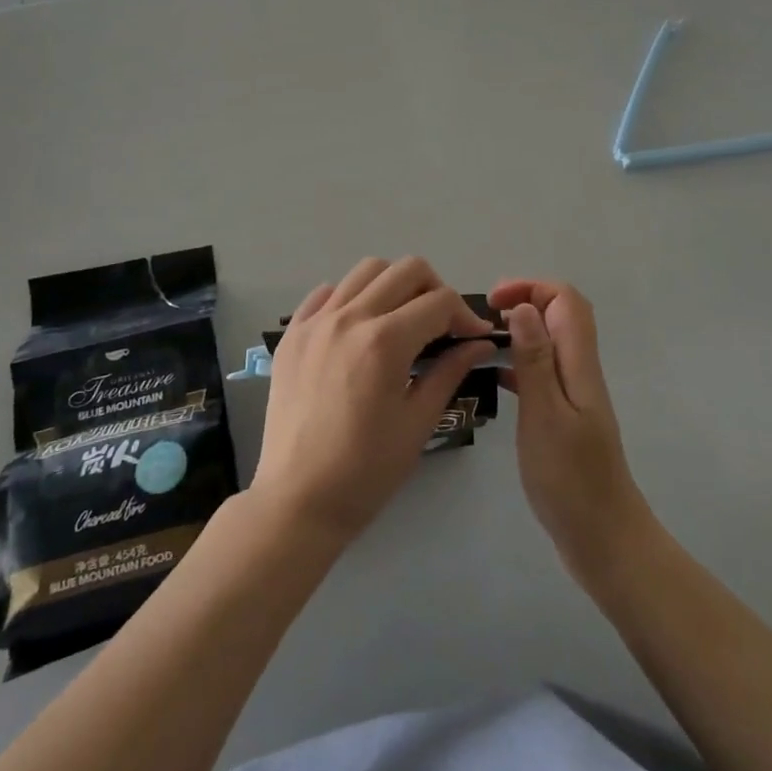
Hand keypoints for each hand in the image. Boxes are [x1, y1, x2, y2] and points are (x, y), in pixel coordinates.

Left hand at [252, 258, 494, 544]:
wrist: (297, 501)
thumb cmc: (366, 471)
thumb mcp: (418, 422)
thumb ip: (450, 371)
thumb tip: (480, 343)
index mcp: (385, 341)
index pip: (440, 302)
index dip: (466, 315)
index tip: (474, 338)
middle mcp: (349, 317)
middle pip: (406, 269)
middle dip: (435, 289)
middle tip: (441, 324)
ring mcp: (315, 321)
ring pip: (366, 270)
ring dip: (394, 285)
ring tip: (401, 319)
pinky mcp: (292, 333)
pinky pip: (326, 292)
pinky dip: (350, 297)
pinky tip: (359, 328)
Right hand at [491, 279, 651, 582]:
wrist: (603, 540)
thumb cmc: (571, 480)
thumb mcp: (545, 415)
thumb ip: (534, 359)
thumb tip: (522, 306)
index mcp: (579, 364)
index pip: (565, 300)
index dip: (530, 288)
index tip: (492, 303)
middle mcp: (580, 371)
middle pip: (561, 315)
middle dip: (525, 302)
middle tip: (485, 318)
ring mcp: (574, 395)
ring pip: (550, 342)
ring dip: (520, 331)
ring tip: (481, 342)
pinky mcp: (565, 417)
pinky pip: (542, 372)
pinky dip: (519, 363)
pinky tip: (493, 377)